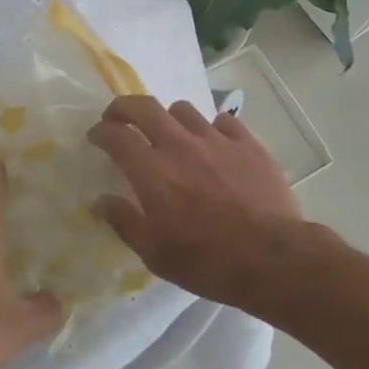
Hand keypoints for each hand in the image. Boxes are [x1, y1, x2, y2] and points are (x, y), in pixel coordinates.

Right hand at [87, 97, 301, 307]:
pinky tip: (212, 144)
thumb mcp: (155, 253)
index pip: (115, 135)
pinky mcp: (248, 144)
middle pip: (144, 107)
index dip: (100, 131)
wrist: (272, 259)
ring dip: (168, 118)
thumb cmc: (206, 261)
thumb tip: (100, 202)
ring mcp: (216, 140)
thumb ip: (124, 222)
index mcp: (151, 171)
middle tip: (119, 118)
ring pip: (183, 109)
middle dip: (124, 107)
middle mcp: (179, 145)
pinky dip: (210, 127)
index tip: (96, 136)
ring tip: (170, 134)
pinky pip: (222, 121)